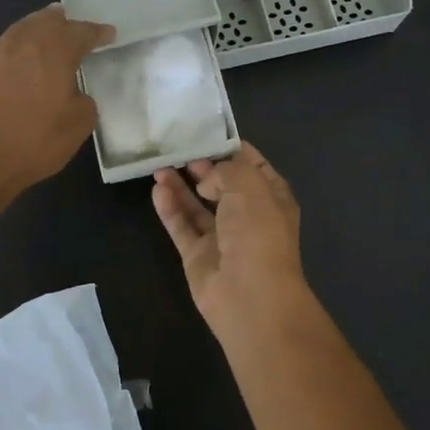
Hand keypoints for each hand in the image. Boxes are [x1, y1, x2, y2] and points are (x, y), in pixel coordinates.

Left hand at [0, 5, 113, 195]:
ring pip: (20, 31)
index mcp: (54, 50)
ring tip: (45, 44)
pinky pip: (0, 52)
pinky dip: (15, 55)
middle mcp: (22, 42)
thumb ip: (84, 102)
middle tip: (73, 30)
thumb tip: (74, 95)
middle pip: (46, 20)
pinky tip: (16, 70)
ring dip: (36, 34)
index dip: (98, 32)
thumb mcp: (78, 126)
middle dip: (63, 22)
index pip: (82, 32)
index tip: (108, 34)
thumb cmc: (33, 140)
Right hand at [152, 143, 308, 335]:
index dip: (233, 149)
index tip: (208, 132)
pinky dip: (170, 208)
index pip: (254, 166)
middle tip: (179, 149)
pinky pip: (182, 226)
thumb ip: (225, 170)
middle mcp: (248, 216)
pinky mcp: (198, 255)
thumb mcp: (249, 185)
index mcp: (272, 198)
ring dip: (181, 185)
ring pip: (198, 205)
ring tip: (159, 165)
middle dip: (203, 166)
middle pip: (223, 185)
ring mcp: (222, 237)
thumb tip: (206, 180)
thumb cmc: (258, 233)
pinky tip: (157, 189)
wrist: (250, 296)